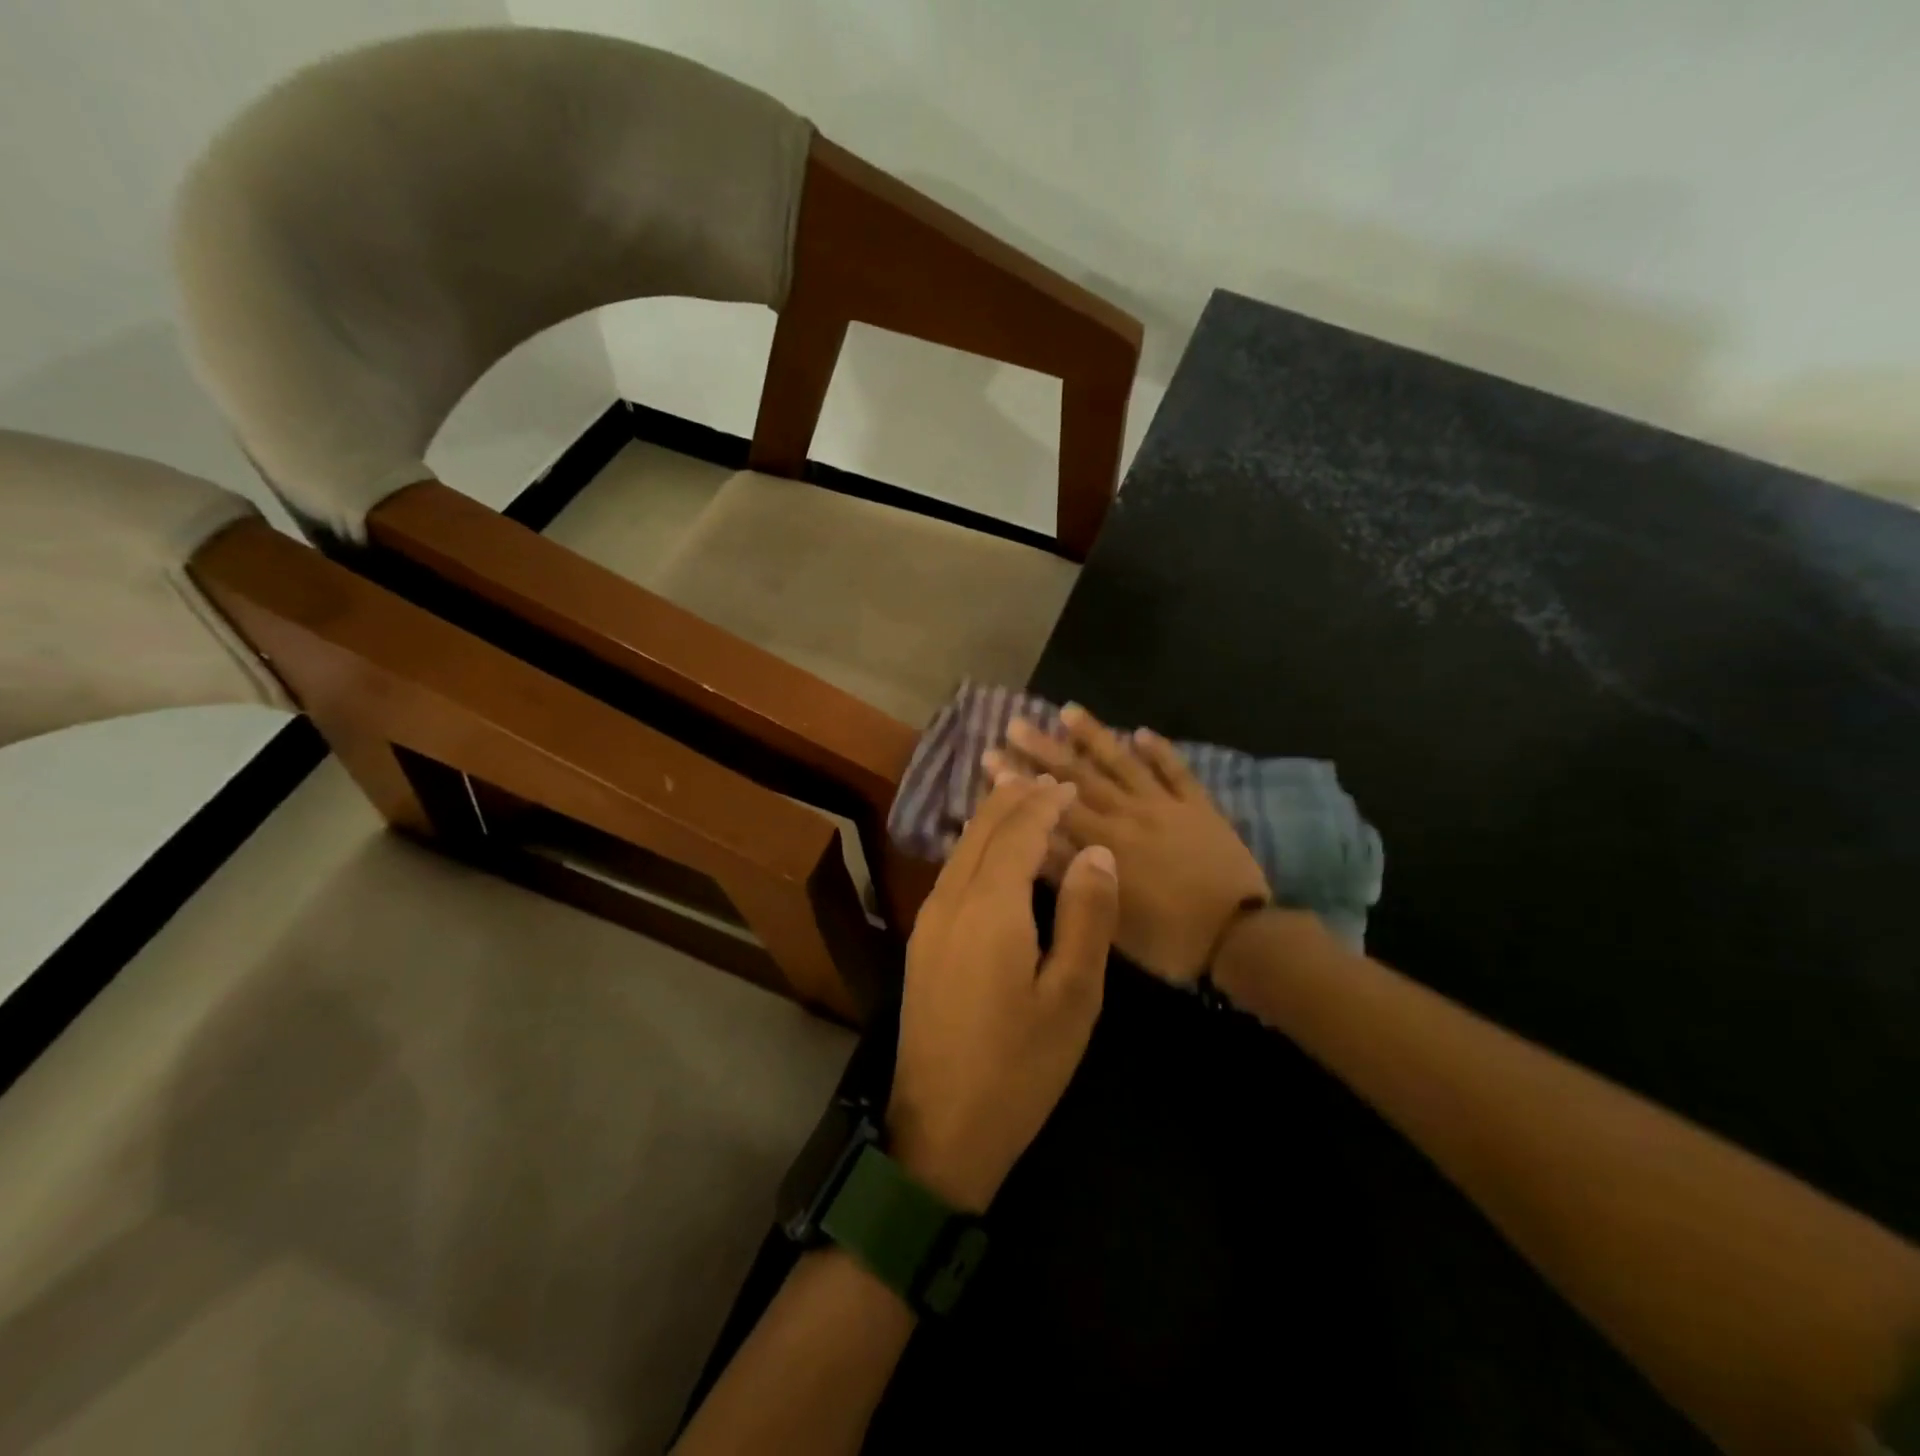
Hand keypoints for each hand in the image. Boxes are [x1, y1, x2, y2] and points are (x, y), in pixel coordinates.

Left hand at [887, 775, 1119, 1212]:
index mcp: (989, 908)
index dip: (1042, 804)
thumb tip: (1096, 854)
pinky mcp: (921, 944)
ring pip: (959, 851)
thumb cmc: (1019, 1068)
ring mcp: (928, 923)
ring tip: (1020, 802)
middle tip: (1043, 779)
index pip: (1016, 833)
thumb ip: (1085, 917)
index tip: (1066, 784)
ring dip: (990, 821)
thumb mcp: (1072, 997)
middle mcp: (949, 902)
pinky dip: (975, 849)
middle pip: (980, 832)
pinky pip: (950, 874)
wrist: (940, 1131)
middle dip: (1012, 800)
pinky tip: (990, 855)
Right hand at [986, 705, 1270, 985]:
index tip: (992, 757)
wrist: (1240, 936)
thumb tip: (1032, 842)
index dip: (1020, 781)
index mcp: (1105, 843)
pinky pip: (1176, 772)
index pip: (1052, 805)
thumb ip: (1072, 877)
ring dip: (1095, 735)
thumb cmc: (1168, 938)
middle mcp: (1129, 814)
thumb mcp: (1109, 919)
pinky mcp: (1198, 807)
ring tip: (1069, 709)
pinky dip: (1160, 750)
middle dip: (1044, 749)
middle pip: (1080, 776)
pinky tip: (1142, 731)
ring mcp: (1166, 806)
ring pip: (1124, 763)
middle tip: (1015, 723)